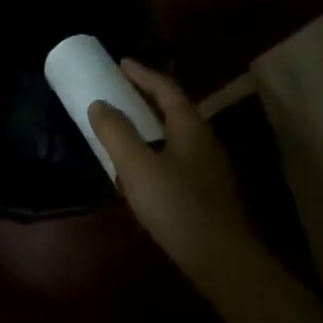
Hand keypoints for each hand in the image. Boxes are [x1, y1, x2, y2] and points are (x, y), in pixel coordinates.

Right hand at [89, 61, 264, 293]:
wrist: (223, 260)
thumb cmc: (178, 207)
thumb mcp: (138, 167)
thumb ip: (117, 133)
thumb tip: (100, 103)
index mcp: (191, 126)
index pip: (165, 88)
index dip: (142, 73)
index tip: (120, 63)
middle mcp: (204, 139)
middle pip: (174, 108)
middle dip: (146, 96)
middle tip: (119, 89)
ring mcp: (209, 166)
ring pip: (176, 134)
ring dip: (151, 124)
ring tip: (125, 123)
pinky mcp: (207, 190)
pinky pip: (177, 156)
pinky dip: (156, 148)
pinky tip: (141, 167)